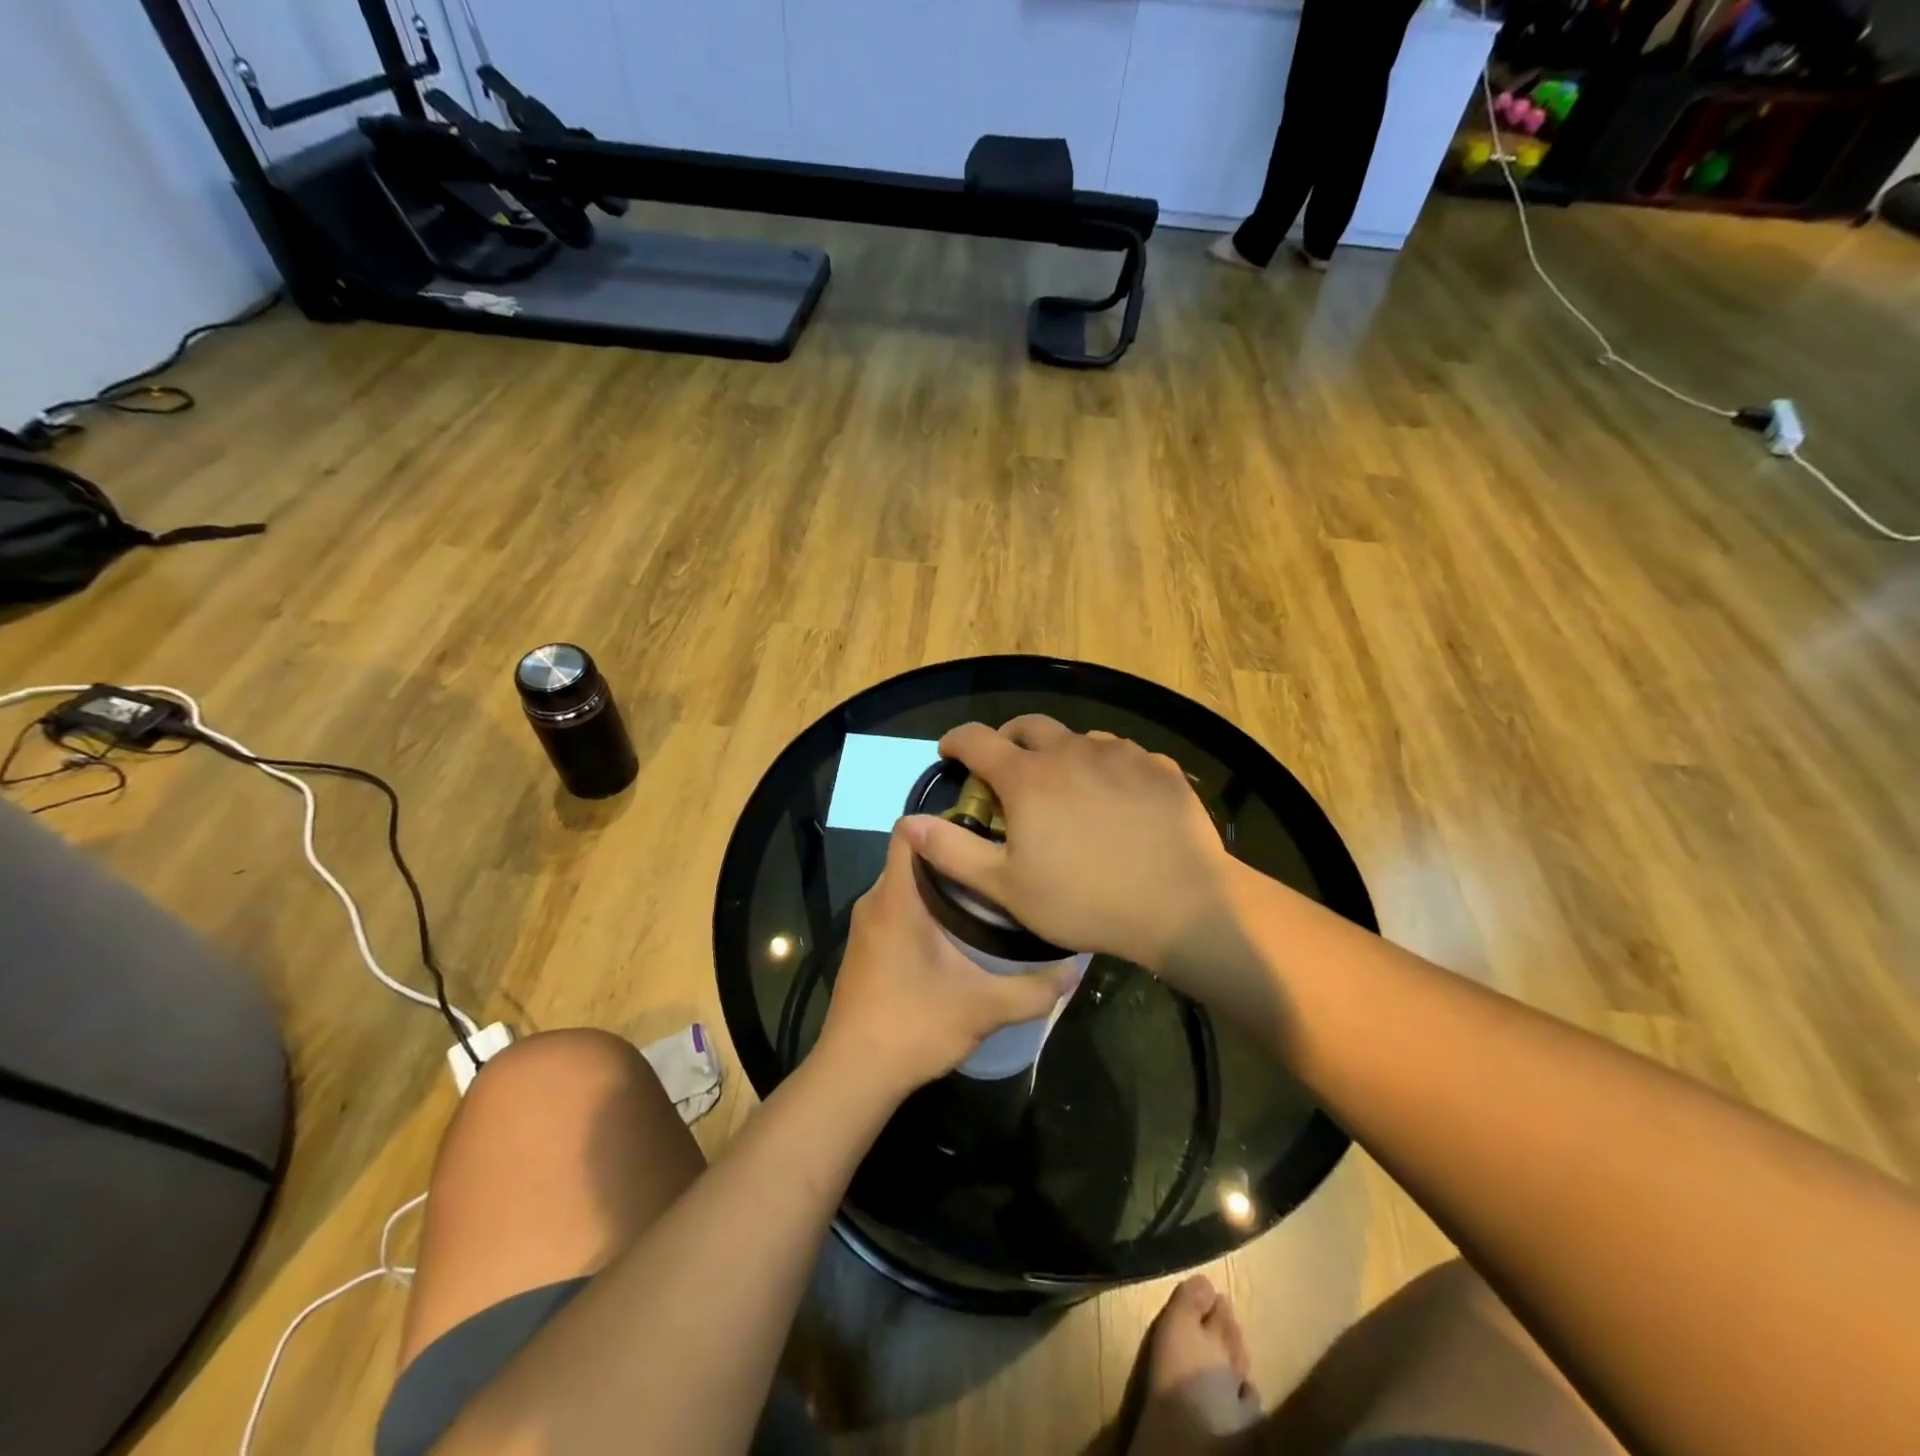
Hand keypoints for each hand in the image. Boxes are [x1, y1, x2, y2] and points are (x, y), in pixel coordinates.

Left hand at [814, 822, 1075, 1097]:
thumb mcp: (983, 1008)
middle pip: (914, 855)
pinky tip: (961, 934)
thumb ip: (1033, 989)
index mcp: (896, 898)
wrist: (853, 1076)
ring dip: (943, 885)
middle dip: (956, 856)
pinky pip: (899, 907)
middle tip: (1001, 866)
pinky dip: (927, 908)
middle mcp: (875, 901)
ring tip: (990, 896)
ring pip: (906, 883)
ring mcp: (867, 925)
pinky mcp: (867, 947)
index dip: (945, 821)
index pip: (909, 830)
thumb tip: (1076, 970)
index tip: (987, 831)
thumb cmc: (912, 1027)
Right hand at [900, 716, 1231, 973]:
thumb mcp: (1006, 887)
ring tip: (1066, 789)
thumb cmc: (1084, 899)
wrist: (1182, 903)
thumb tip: (908, 823)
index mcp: (1027, 777)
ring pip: (1078, 739)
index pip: (976, 739)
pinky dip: (1107, 769)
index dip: (956, 741)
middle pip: (1028, 726)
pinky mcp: (1158, 768)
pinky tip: (1117, 800)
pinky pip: (1123, 756)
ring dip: (1061, 755)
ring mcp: (1119, 755)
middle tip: (1006, 768)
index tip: (949, 753)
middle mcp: (1070, 751)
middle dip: (1008, 739)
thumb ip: (952, 851)